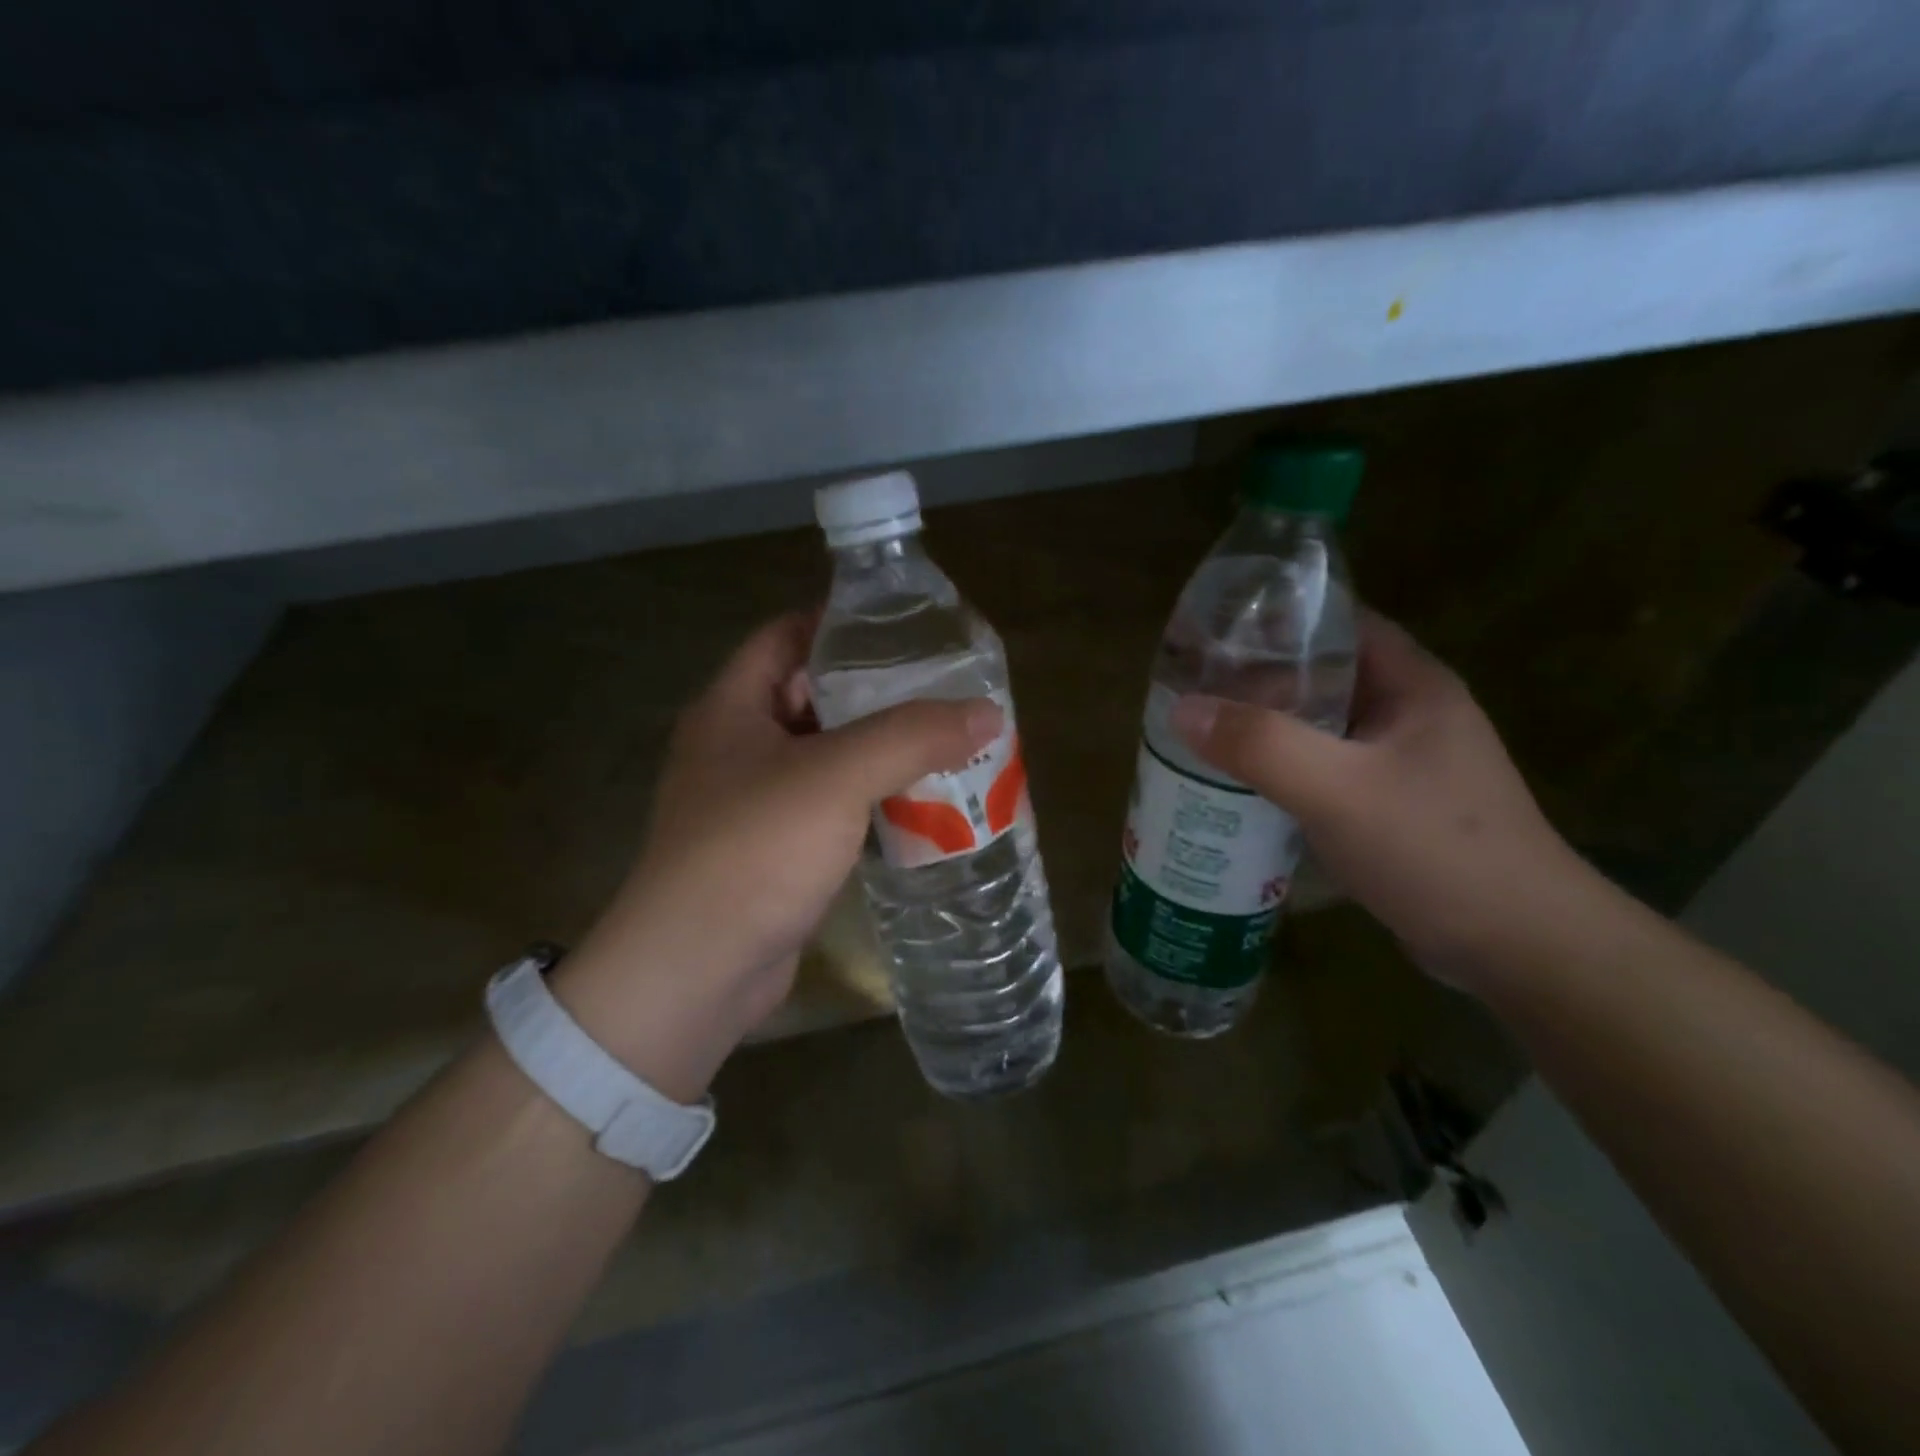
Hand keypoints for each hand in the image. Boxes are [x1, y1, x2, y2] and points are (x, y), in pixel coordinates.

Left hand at [553, 613, 1000, 1100]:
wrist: (696, 971)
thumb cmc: (754, 851)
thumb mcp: (837, 777)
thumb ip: (912, 737)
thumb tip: (988, 712)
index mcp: (732, 708)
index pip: (786, 635)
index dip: (840, 622)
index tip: (904, 625)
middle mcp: (736, 747)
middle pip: (811, 695)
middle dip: (874, 690)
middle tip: (940, 686)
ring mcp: (752, 802)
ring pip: (825, 756)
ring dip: (877, 750)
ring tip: (943, 740)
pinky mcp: (772, 851)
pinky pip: (828, 807)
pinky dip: (869, 799)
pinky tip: (917, 803)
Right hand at [1170, 612, 1593, 986]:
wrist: (1518, 948)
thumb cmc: (1435, 849)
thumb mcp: (1338, 790)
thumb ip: (1260, 745)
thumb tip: (1181, 710)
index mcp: (1412, 684)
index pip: (1338, 623)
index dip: (1277, 619)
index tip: (1214, 631)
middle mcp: (1407, 713)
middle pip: (1321, 675)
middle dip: (1256, 678)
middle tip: (1190, 687)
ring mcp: (1400, 763)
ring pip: (1317, 727)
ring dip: (1264, 729)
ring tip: (1200, 733)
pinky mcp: (1388, 806)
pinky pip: (1321, 771)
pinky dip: (1280, 771)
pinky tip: (1237, 786)